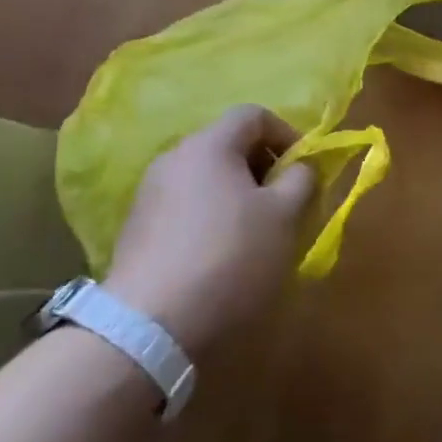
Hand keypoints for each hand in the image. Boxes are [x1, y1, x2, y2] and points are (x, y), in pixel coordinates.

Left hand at [104, 105, 315, 350]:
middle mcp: (173, 159)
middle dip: (264, 169)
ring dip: (238, 196)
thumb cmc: (231, 257)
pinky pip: (186, 208)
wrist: (150, 327)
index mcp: (209, 145)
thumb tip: (300, 166)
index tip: (304, 171)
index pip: (254, 115)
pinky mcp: (136, 230)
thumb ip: (301, 179)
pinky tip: (222, 257)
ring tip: (258, 235)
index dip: (288, 134)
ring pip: (207, 179)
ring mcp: (149, 195)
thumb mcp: (285, 216)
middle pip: (228, 146)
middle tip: (286, 205)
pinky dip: (212, 219)